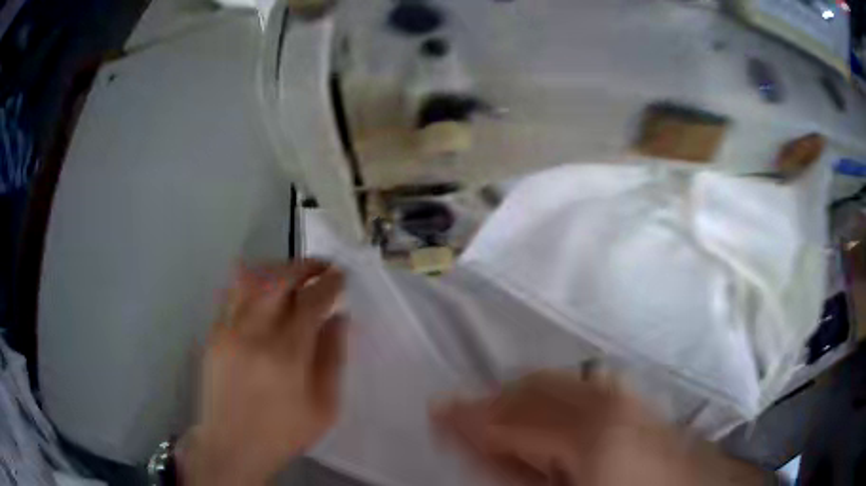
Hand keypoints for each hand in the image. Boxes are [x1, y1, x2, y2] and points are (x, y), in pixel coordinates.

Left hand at [180, 260, 346, 485]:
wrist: (232, 445)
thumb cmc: (283, 432)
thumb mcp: (324, 407)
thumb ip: (333, 358)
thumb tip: (339, 318)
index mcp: (286, 356)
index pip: (311, 301)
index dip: (330, 283)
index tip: (341, 276)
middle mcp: (253, 333)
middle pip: (277, 277)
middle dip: (304, 265)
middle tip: (321, 268)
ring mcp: (228, 330)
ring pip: (250, 277)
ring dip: (276, 269)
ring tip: (292, 276)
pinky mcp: (213, 333)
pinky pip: (233, 293)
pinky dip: (253, 284)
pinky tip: (265, 296)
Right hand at [432, 370, 766, 485]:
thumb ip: (519, 474)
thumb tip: (480, 448)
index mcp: (588, 431)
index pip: (512, 416)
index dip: (469, 415)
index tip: (436, 410)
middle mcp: (607, 401)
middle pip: (534, 388)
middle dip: (492, 401)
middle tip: (462, 417)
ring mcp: (627, 397)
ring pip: (558, 382)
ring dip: (521, 396)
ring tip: (498, 417)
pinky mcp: (638, 402)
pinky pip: (583, 386)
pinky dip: (553, 394)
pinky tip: (544, 410)